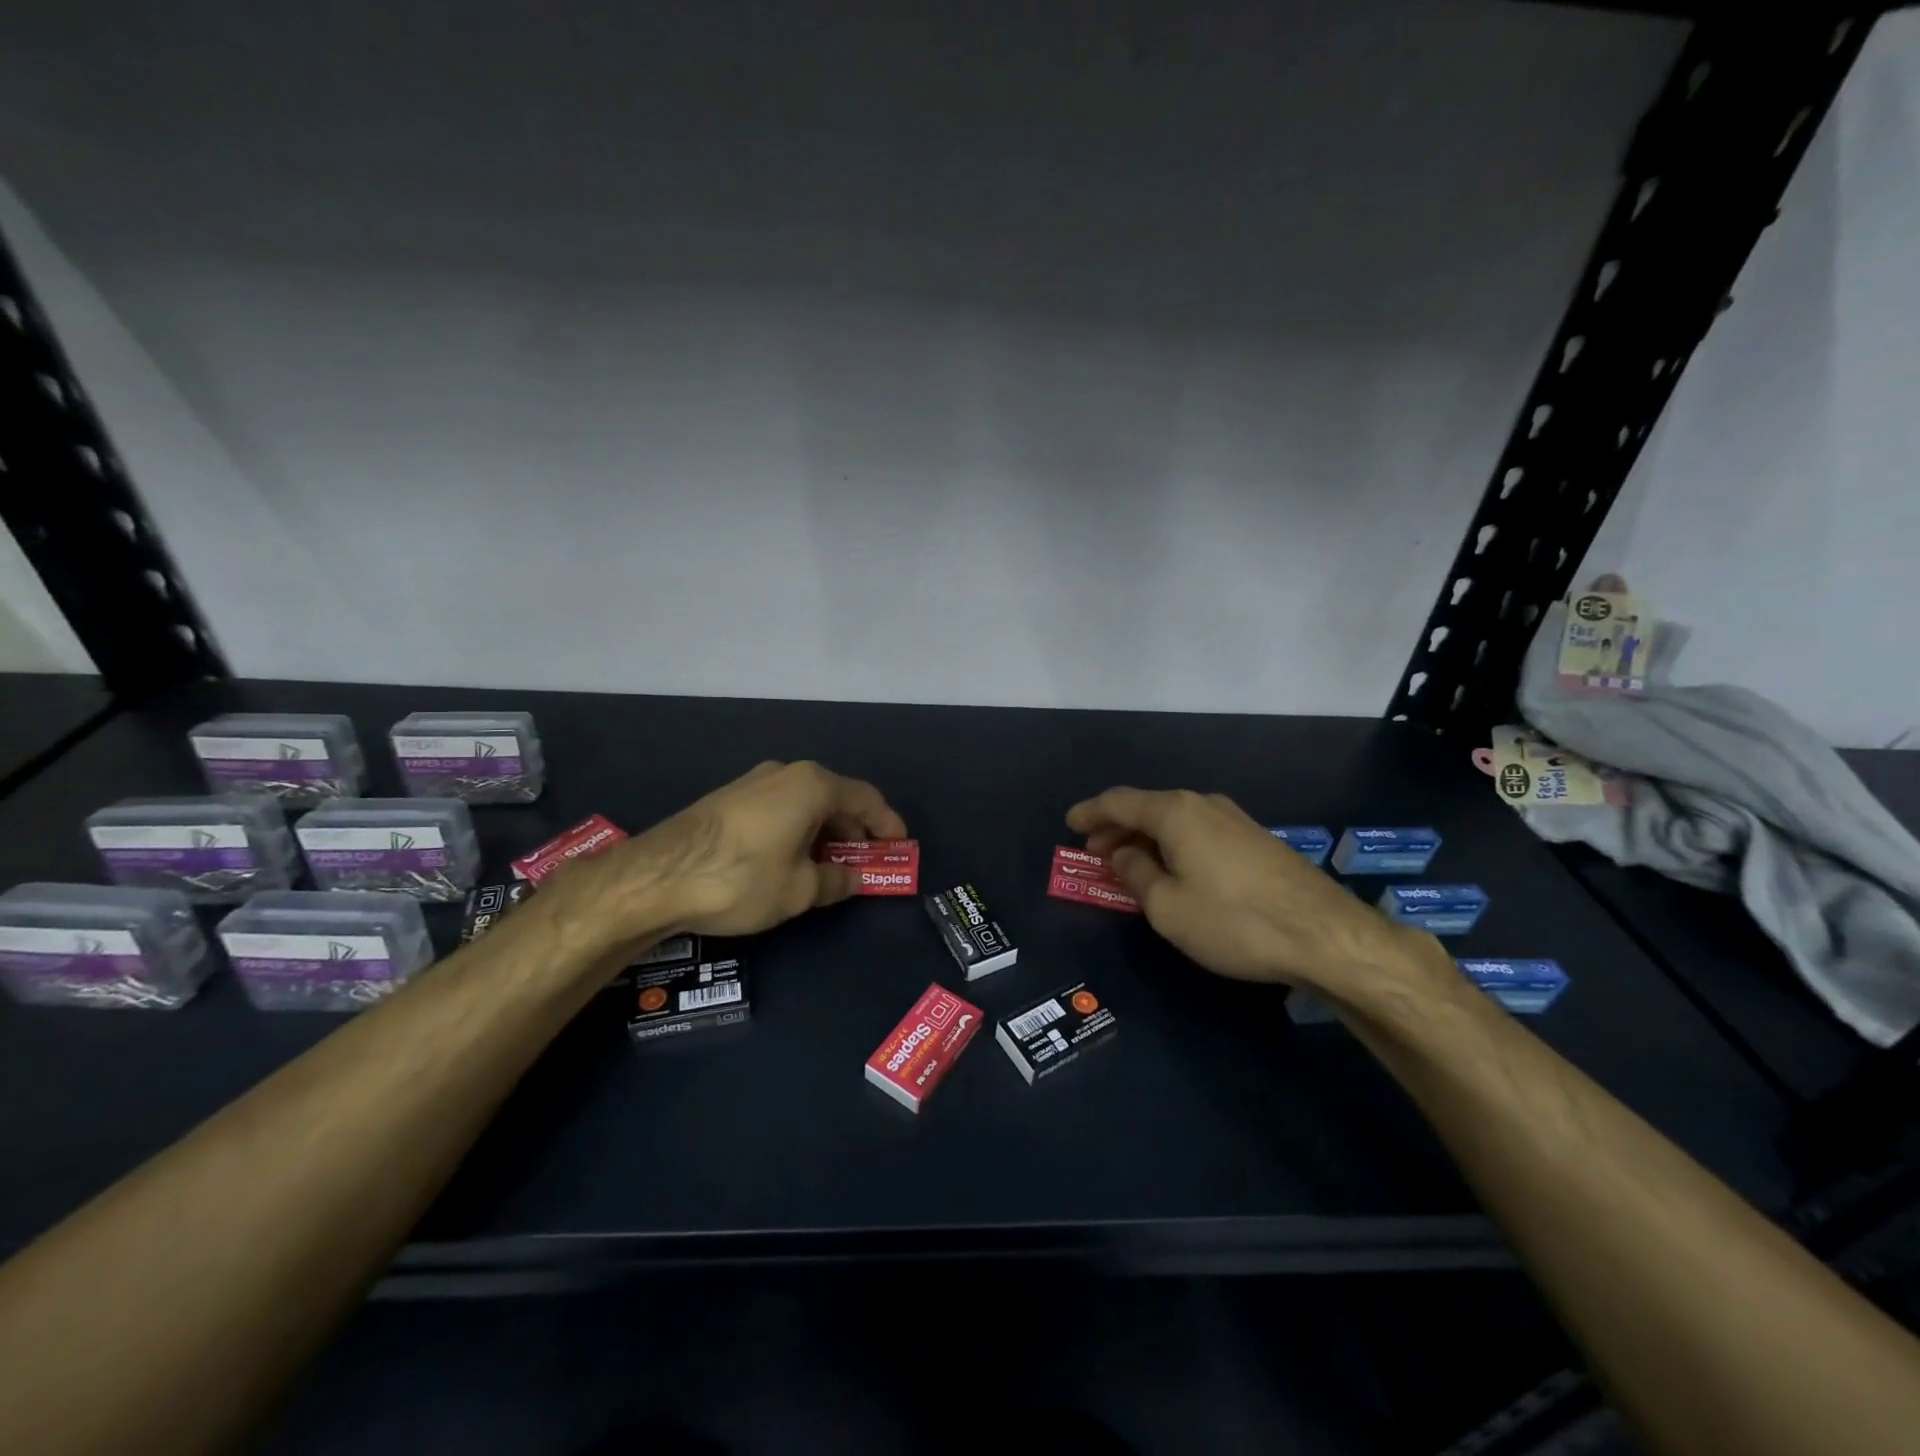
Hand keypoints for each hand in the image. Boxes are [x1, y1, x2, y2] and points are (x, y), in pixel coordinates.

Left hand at [557, 760, 907, 945]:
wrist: (658, 876)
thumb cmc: (743, 878)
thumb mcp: (800, 890)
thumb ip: (836, 881)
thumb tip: (854, 879)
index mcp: (813, 785)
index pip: (866, 798)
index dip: (887, 824)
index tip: (900, 846)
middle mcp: (786, 773)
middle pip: (835, 798)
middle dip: (854, 831)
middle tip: (865, 862)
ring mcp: (753, 782)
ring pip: (804, 804)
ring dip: (823, 833)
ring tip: (828, 867)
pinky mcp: (728, 799)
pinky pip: (779, 809)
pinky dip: (796, 831)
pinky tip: (790, 860)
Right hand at [1066, 787, 1445, 1002]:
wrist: (1324, 935)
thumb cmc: (1234, 921)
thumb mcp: (1168, 907)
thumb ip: (1136, 875)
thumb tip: (1123, 855)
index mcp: (1176, 813)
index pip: (1119, 802)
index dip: (1090, 812)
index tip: (1069, 824)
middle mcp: (1203, 804)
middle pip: (1147, 808)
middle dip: (1116, 828)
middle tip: (1093, 852)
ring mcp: (1234, 819)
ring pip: (1175, 821)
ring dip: (1145, 839)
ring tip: (1128, 864)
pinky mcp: (1255, 840)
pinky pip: (1198, 833)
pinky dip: (1173, 846)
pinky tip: (1172, 870)